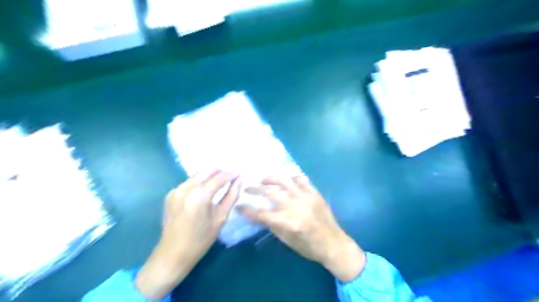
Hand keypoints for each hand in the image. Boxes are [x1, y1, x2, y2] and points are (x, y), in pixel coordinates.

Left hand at [136, 170, 241, 298]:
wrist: (172, 255)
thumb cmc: (200, 240)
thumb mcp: (220, 218)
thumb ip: (231, 196)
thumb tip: (240, 180)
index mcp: (200, 195)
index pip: (220, 177)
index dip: (232, 174)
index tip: (241, 175)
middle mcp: (186, 187)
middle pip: (208, 170)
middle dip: (222, 170)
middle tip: (232, 177)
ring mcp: (176, 189)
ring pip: (198, 173)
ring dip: (211, 174)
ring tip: (222, 181)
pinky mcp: (171, 193)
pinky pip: (190, 181)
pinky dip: (201, 181)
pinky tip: (207, 189)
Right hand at [240, 175, 366, 281]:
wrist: (334, 243)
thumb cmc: (309, 247)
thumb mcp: (287, 241)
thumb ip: (272, 225)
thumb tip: (259, 214)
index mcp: (288, 222)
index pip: (262, 214)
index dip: (248, 210)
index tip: (239, 206)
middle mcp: (296, 206)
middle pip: (270, 193)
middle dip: (255, 189)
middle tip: (247, 188)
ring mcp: (306, 197)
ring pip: (284, 181)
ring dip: (271, 178)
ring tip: (263, 179)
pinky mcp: (314, 193)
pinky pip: (301, 179)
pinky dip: (291, 177)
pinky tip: (285, 178)